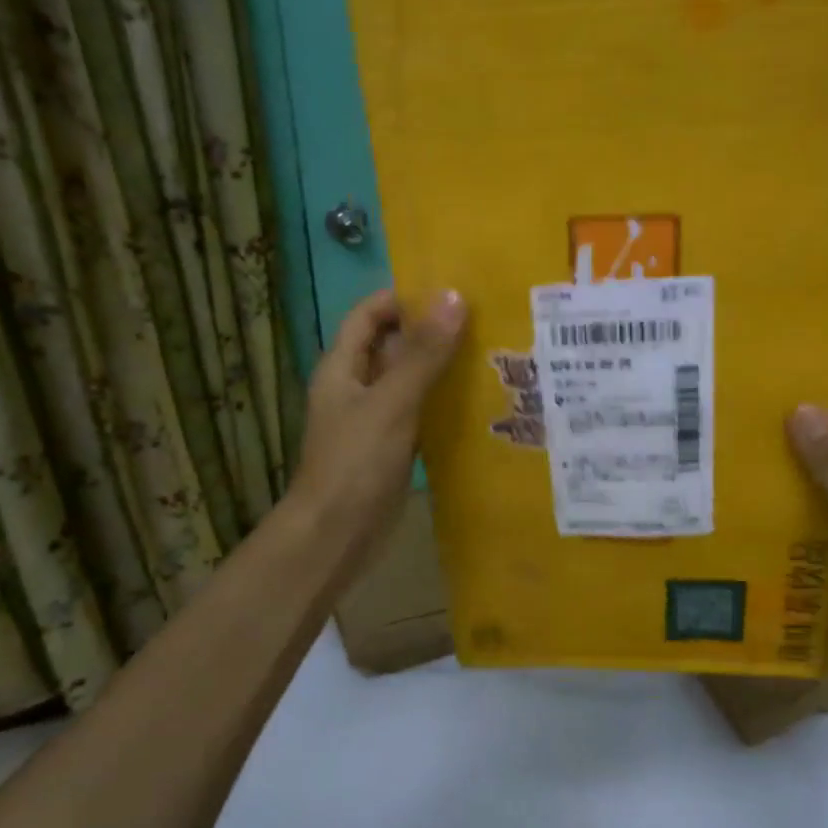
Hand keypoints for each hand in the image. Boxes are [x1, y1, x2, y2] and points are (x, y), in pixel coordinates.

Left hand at [290, 288, 466, 558]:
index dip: (403, 298)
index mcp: (342, 367)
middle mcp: (355, 387)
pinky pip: (417, 414)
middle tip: (483, 323)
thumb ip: (422, 353)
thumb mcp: (392, 402)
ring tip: (490, 356)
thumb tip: (454, 297)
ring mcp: (372, 420)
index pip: (369, 314)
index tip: (451, 293)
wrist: (336, 534)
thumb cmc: (356, 462)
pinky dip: (441, 405)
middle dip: (430, 333)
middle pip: (391, 346)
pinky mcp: (389, 449)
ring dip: (440, 369)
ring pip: (408, 382)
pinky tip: (476, 404)